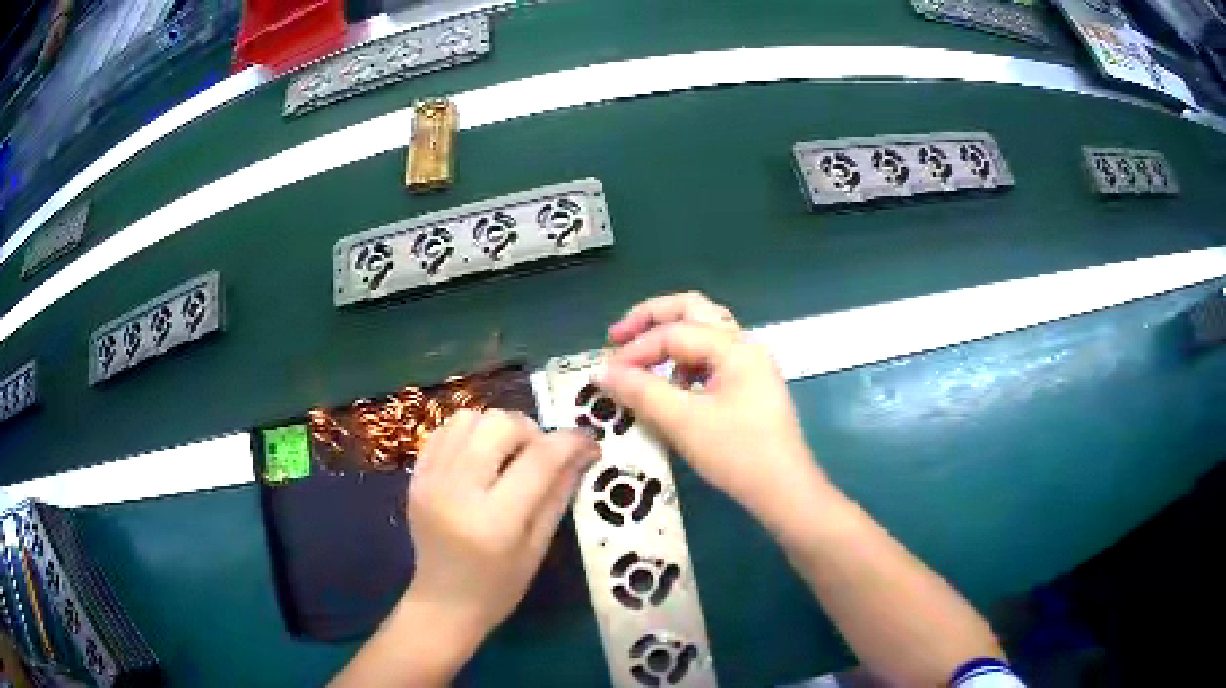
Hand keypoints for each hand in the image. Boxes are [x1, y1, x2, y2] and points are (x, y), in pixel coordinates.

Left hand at [406, 409, 598, 641]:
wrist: (443, 602)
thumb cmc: (499, 586)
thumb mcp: (538, 547)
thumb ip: (559, 494)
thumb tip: (584, 450)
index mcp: (495, 521)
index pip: (538, 460)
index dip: (568, 442)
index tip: (588, 441)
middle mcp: (457, 492)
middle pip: (498, 425)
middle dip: (530, 431)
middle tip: (540, 455)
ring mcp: (430, 480)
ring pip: (469, 418)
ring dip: (497, 428)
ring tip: (507, 455)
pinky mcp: (416, 476)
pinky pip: (445, 430)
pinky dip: (469, 433)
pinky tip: (480, 457)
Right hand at [597, 292, 823, 517]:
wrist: (785, 491)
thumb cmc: (737, 454)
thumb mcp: (683, 422)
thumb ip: (640, 391)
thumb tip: (600, 372)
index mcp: (734, 347)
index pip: (673, 333)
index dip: (634, 350)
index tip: (604, 374)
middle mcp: (744, 347)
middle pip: (693, 311)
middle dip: (651, 319)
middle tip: (617, 336)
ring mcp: (750, 367)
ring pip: (704, 334)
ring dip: (669, 340)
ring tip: (642, 365)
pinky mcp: (749, 389)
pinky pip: (711, 361)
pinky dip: (685, 364)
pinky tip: (671, 389)